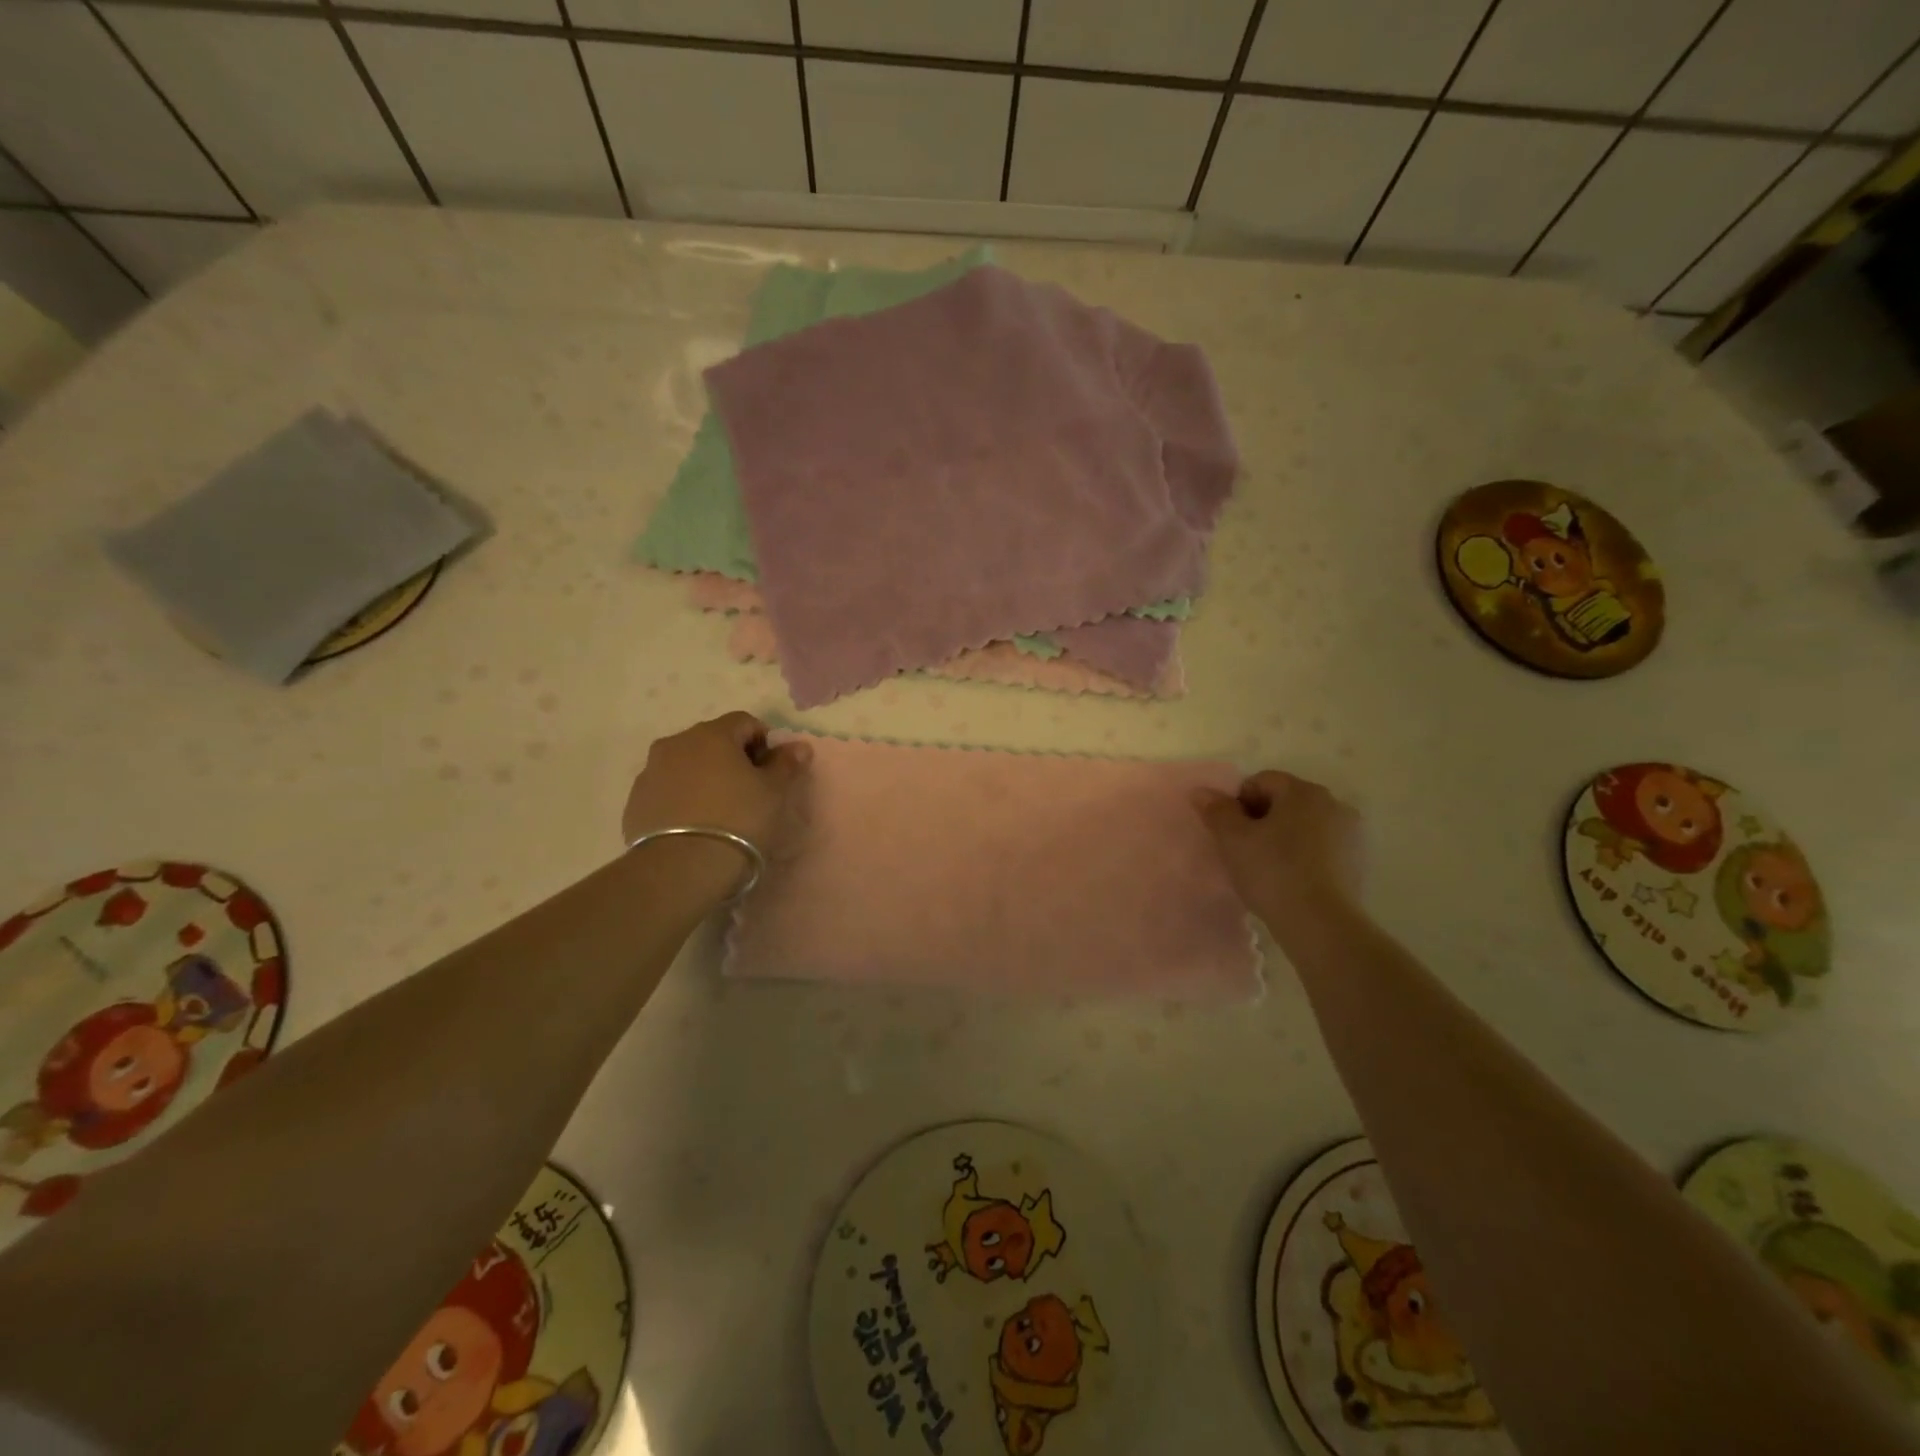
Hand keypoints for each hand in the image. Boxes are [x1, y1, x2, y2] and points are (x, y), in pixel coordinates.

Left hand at [621, 712, 810, 901]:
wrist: (681, 868)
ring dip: (704, 777)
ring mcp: (650, 772)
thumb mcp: (774, 793)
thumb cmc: (738, 820)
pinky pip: (667, 789)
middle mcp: (676, 743)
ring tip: (719, 811)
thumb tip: (798, 746)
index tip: (771, 772)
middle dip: (732, 758)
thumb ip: (786, 764)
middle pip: (712, 741)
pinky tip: (695, 826)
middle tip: (748, 791)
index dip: (763, 743)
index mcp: (712, 734)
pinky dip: (682, 798)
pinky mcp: (635, 802)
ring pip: (686, 764)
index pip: (745, 722)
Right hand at [1192, 770, 1363, 926]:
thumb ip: (1216, 810)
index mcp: (1303, 791)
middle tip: (1244, 850)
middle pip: (1285, 801)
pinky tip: (1290, 880)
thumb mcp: (1232, 839)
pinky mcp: (1358, 862)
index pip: (1261, 781)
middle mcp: (1333, 803)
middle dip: (1261, 819)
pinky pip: (1321, 848)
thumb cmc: (1272, 872)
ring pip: (1304, 825)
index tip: (1230, 832)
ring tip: (1266, 867)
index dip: (1238, 803)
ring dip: (1283, 837)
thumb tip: (1201, 792)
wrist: (1321, 924)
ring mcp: (1351, 834)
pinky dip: (1303, 856)